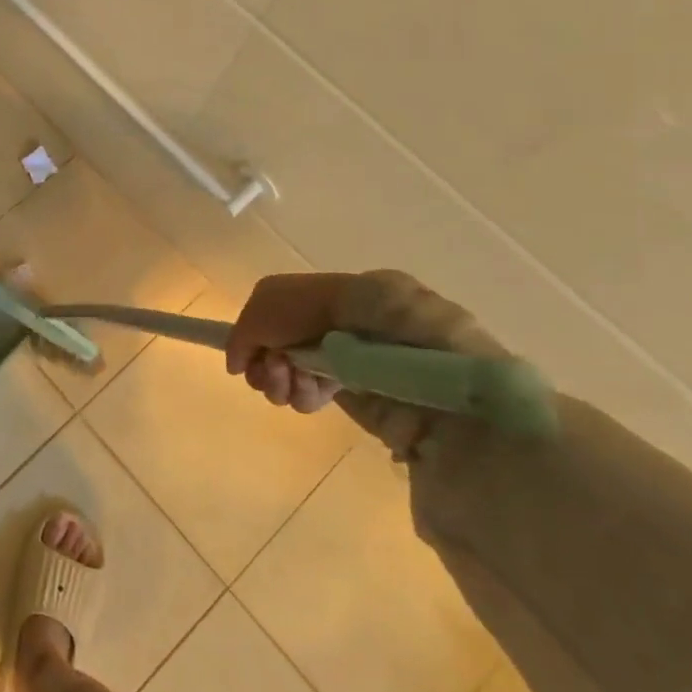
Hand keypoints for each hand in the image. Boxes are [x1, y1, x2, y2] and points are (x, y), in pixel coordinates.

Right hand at [224, 273, 349, 413]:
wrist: (349, 313)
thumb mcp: (252, 319)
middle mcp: (287, 337)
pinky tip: (312, 376)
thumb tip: (234, 368)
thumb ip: (235, 345)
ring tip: (296, 369)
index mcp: (268, 313)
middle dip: (265, 375)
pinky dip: (306, 390)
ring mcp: (311, 359)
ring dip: (283, 383)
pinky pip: (308, 399)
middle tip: (276, 362)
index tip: (249, 360)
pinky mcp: (334, 379)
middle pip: (262, 375)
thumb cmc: (294, 309)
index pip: (247, 348)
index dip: (246, 358)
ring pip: (283, 392)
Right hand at [225, 270, 508, 416]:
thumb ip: (263, 319)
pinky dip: (300, 394)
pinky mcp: (367, 400)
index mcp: (356, 291)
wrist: (453, 398)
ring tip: (285, 390)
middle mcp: (355, 322)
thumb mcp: (323, 298)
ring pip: (297, 364)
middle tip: (267, 375)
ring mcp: (360, 363)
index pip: (283, 301)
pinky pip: (316, 391)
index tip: (240, 353)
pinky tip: (304, 399)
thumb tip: (238, 356)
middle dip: (266, 352)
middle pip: (286, 333)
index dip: (256, 324)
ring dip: (279, 376)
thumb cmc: (383, 332)